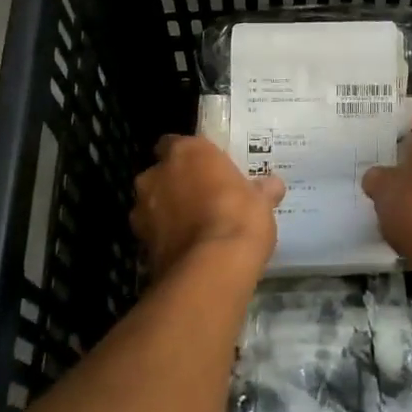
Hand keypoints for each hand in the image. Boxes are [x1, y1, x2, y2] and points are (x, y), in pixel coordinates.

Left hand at [131, 135, 285, 280]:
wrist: (211, 268)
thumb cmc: (239, 218)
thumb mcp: (261, 201)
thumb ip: (261, 190)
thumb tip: (272, 186)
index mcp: (187, 152)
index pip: (175, 143)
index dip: (189, 157)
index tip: (205, 169)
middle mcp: (156, 174)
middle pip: (160, 173)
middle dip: (175, 184)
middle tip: (201, 199)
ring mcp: (142, 209)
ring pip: (152, 205)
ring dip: (166, 213)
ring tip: (193, 229)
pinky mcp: (139, 242)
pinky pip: (153, 234)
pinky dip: (165, 239)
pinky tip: (187, 250)